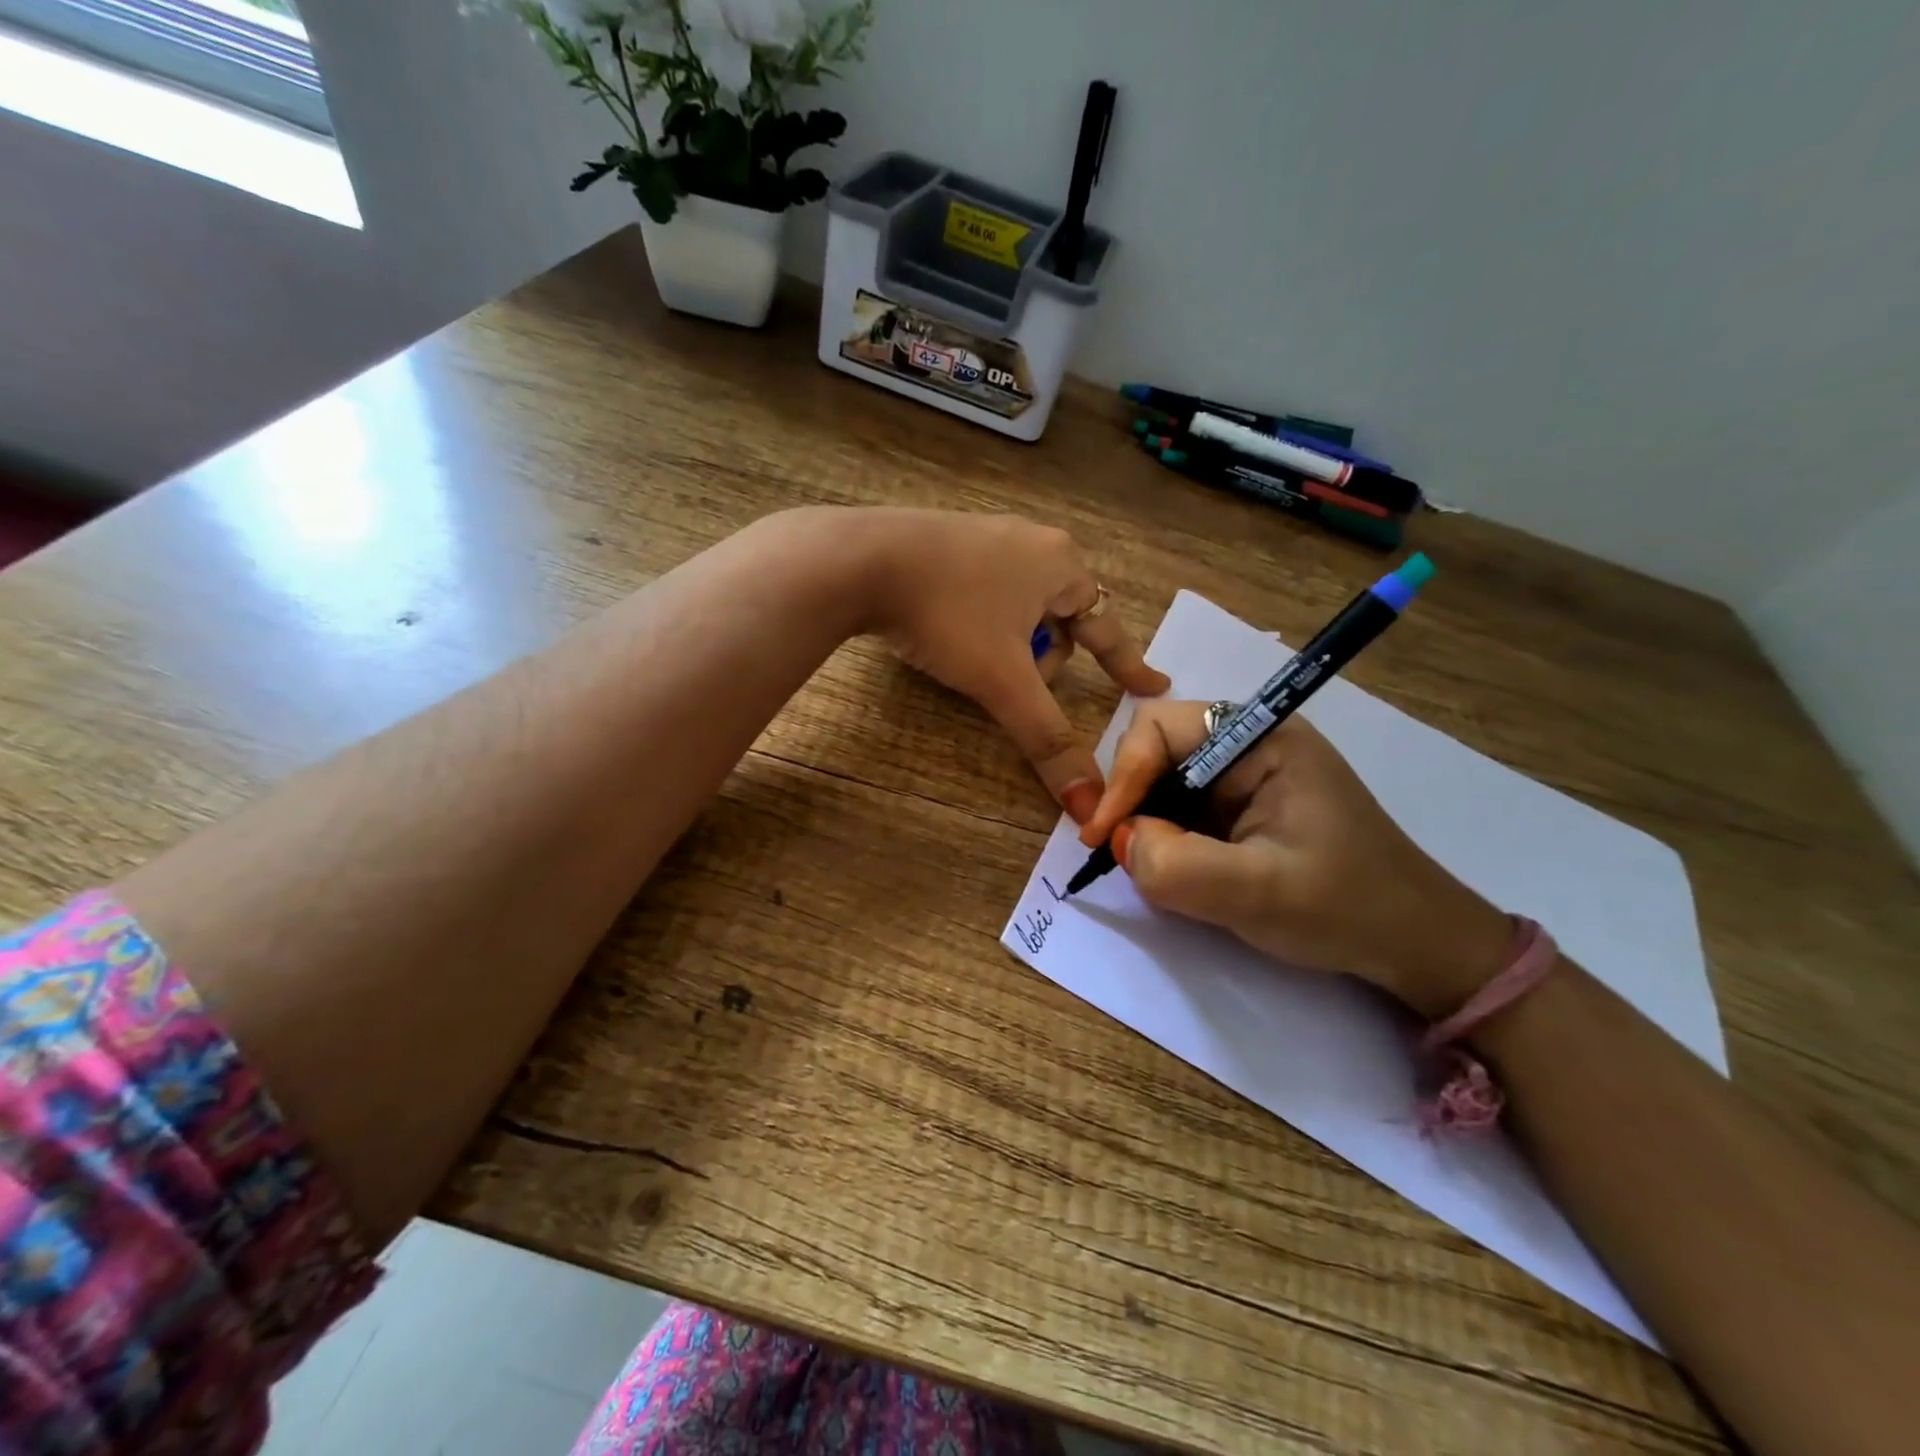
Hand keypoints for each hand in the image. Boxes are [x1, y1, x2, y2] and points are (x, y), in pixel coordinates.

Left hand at [860, 510, 1168, 819]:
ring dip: (1012, 643)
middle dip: (1045, 659)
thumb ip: (1048, 740)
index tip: (1154, 687)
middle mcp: (1033, 542)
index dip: (1129, 665)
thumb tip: (1089, 805)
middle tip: (1016, 683)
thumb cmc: (948, 615)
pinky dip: (982, 623)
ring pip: (1021, 607)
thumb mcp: (1003, 681)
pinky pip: (986, 592)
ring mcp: (988, 535)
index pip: (1108, 628)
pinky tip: (949, 633)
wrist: (859, 561)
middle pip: (1062, 619)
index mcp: (1061, 565)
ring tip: (974, 661)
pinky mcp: (948, 540)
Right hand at [1078, 700, 1512, 1018]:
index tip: (1103, 835)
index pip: (1160, 727)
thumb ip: (1178, 866)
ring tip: (1147, 866)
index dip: (1123, 775)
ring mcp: (1245, 775)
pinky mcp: (1243, 806)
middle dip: (1130, 799)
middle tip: (1118, 852)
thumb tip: (1120, 842)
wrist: (1414, 943)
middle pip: (1155, 749)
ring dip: (1145, 822)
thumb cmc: (1346, 908)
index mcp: (1261, 738)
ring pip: (1163, 781)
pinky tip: (1173, 868)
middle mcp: (1249, 743)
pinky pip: (1181, 808)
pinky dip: (1163, 836)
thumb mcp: (1259, 892)